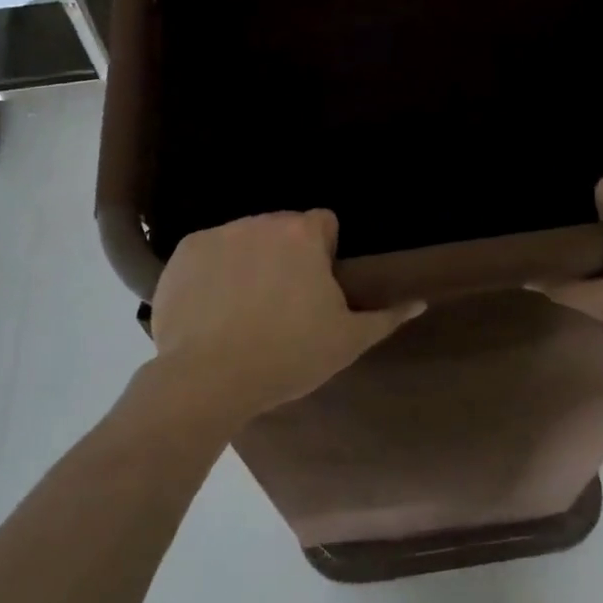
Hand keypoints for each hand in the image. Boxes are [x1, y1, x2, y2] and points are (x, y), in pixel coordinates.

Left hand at [149, 210, 421, 424]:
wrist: (206, 380)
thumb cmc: (286, 356)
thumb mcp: (346, 342)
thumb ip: (386, 316)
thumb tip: (419, 301)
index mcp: (302, 235)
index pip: (324, 223)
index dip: (325, 252)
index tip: (317, 286)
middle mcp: (260, 222)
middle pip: (282, 229)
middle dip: (286, 255)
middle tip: (283, 302)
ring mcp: (218, 234)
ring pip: (244, 239)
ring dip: (250, 260)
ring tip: (244, 309)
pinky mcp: (183, 252)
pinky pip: (208, 253)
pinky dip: (213, 272)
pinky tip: (212, 308)